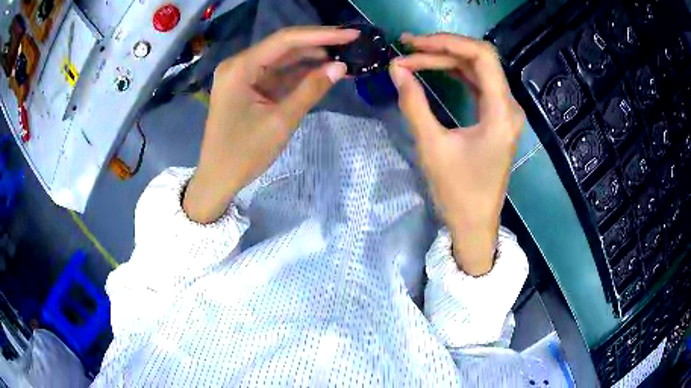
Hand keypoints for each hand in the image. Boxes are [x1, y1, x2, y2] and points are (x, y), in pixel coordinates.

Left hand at [184, 27, 358, 222]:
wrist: (218, 179)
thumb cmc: (244, 154)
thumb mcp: (281, 121)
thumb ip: (311, 89)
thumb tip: (341, 67)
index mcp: (240, 68)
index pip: (285, 40)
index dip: (321, 35)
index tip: (351, 34)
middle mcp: (239, 65)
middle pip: (284, 47)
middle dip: (318, 45)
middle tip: (351, 45)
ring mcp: (242, 76)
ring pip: (282, 60)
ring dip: (311, 59)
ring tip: (344, 58)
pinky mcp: (247, 87)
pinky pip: (276, 74)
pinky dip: (298, 74)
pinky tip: (322, 73)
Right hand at [389, 33, 524, 275]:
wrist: (475, 224)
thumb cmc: (458, 192)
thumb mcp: (432, 147)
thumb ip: (414, 104)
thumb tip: (396, 69)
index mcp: (501, 112)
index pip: (482, 56)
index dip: (448, 42)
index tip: (414, 43)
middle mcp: (509, 106)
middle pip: (479, 59)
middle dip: (442, 50)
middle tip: (406, 49)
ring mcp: (505, 112)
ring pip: (477, 70)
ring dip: (446, 61)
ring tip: (413, 57)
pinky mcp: (497, 118)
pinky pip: (478, 85)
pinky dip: (455, 74)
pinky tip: (434, 70)